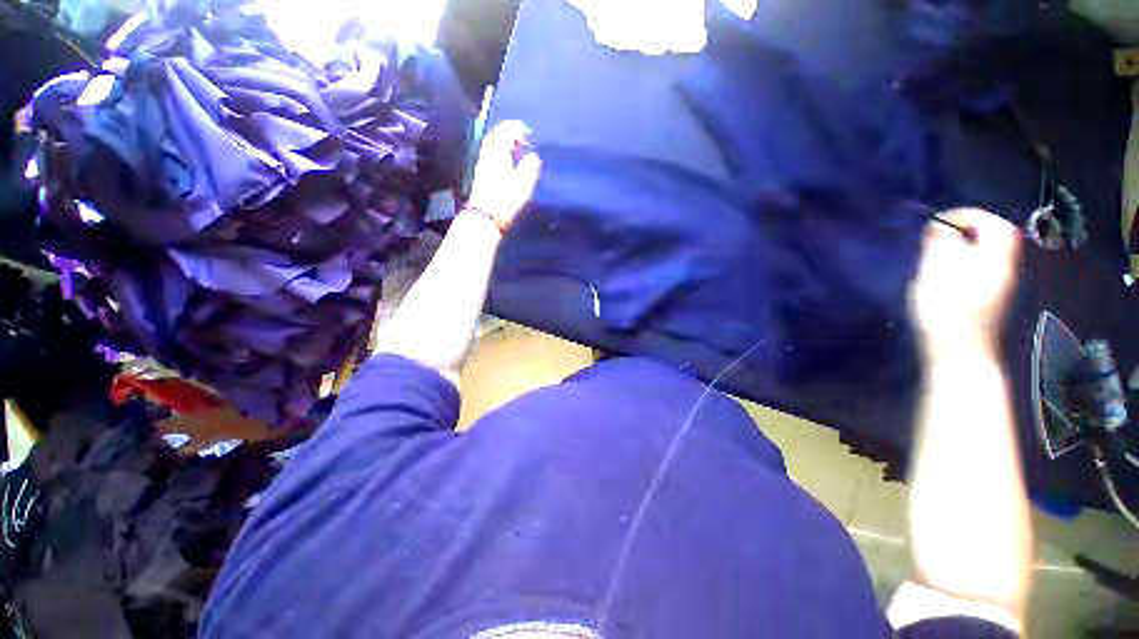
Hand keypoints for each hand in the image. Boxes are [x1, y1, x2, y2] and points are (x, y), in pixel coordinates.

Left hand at [465, 120, 541, 231]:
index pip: (506, 130)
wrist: (485, 216)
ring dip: (505, 143)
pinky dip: (501, 152)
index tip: (530, 133)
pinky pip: (492, 154)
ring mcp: (483, 163)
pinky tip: (508, 161)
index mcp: (498, 151)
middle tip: (525, 139)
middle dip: (511, 133)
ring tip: (518, 149)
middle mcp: (488, 153)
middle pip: (497, 135)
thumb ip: (530, 167)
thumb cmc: (505, 199)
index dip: (518, 128)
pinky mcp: (482, 173)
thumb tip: (534, 157)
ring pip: (493, 144)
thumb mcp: (523, 184)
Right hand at [909, 208, 1020, 355]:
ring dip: (961, 248)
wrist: (958, 355)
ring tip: (933, 254)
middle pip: (993, 239)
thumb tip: (938, 228)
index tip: (938, 223)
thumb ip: (940, 246)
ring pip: (984, 255)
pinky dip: (959, 264)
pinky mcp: (984, 300)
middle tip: (935, 236)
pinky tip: (940, 275)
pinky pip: (976, 269)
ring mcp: (995, 287)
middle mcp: (1002, 269)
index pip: (995, 225)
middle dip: (965, 231)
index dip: (968, 216)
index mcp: (996, 260)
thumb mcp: (937, 274)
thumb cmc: (947, 312)